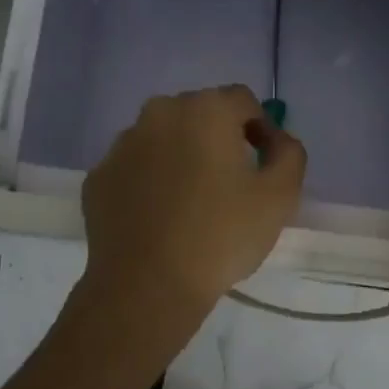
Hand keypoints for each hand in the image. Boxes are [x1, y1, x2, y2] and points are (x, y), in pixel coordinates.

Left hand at [79, 85, 306, 332]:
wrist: (147, 286)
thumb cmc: (221, 236)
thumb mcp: (280, 196)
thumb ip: (289, 154)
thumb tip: (277, 140)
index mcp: (205, 110)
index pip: (243, 101)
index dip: (262, 129)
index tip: (266, 165)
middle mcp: (158, 114)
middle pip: (200, 115)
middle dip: (219, 139)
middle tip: (232, 184)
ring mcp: (121, 146)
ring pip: (163, 140)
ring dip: (182, 158)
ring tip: (194, 203)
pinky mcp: (98, 178)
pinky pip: (135, 169)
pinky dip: (151, 182)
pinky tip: (162, 219)